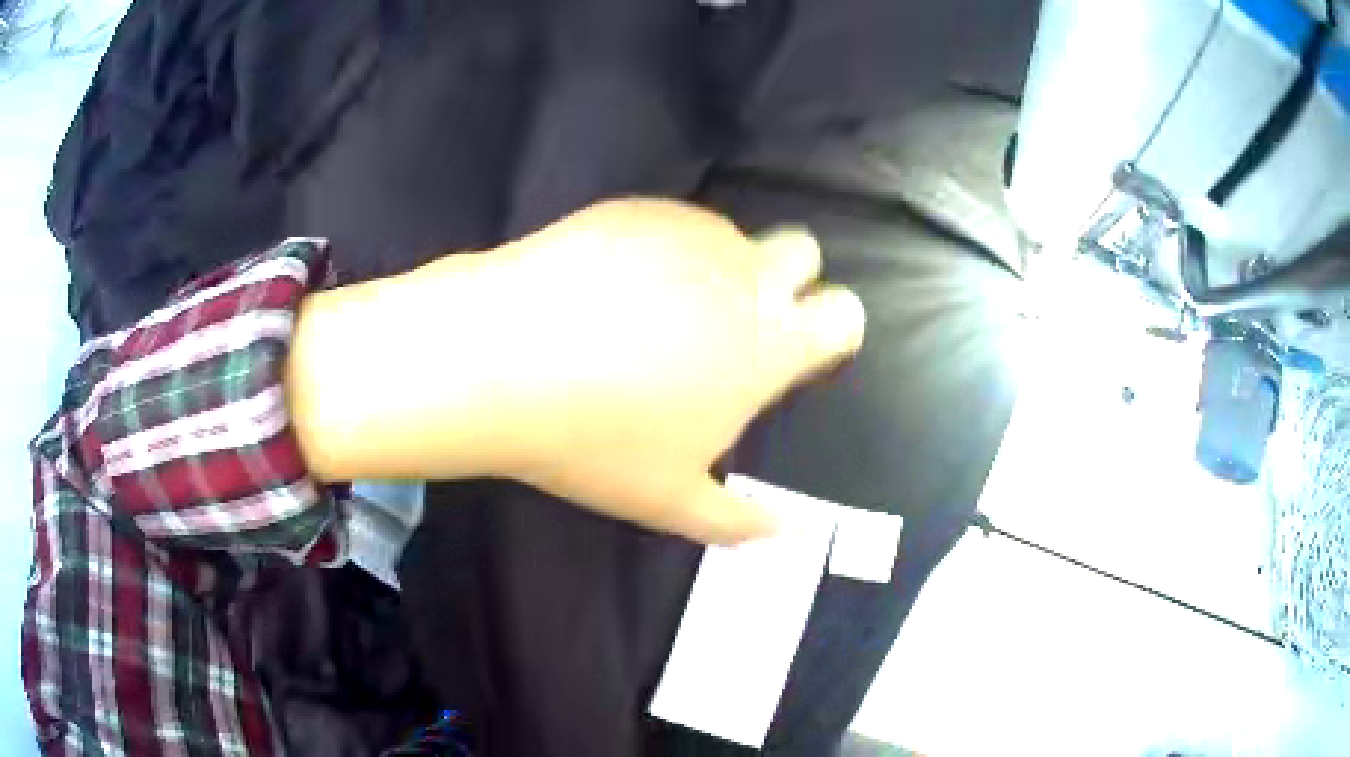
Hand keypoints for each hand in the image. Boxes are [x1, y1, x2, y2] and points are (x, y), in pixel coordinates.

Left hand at [288, 199, 865, 543]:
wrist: (502, 358)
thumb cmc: (594, 441)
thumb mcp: (669, 500)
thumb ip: (737, 520)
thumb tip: (785, 534)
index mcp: (770, 342)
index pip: (845, 315)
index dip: (832, 329)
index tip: (797, 350)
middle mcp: (745, 275)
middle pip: (804, 250)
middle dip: (789, 277)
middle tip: (735, 321)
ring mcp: (689, 233)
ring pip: (733, 236)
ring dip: (719, 265)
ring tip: (655, 308)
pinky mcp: (636, 209)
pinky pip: (673, 223)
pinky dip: (663, 248)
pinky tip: (611, 284)